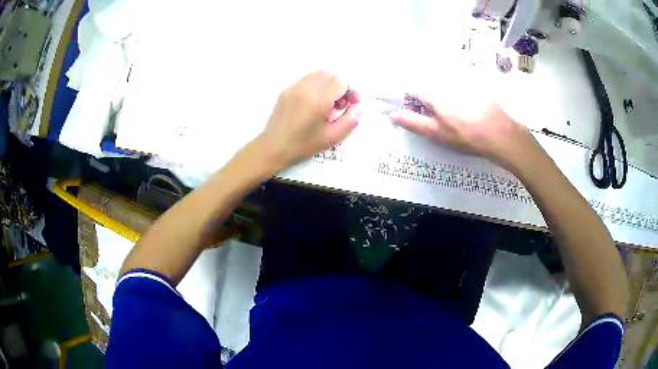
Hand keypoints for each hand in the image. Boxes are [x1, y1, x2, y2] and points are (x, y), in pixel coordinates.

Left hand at [257, 71, 362, 168]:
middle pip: (330, 75)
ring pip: (318, 74)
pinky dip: (315, 85)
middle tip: (339, 104)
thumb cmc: (303, 145)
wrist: (273, 148)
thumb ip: (350, 120)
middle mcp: (306, 89)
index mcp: (318, 101)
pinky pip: (306, 79)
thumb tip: (358, 106)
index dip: (350, 92)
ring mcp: (294, 88)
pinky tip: (313, 102)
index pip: (341, 83)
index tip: (350, 104)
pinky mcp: (286, 90)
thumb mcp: (332, 138)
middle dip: (339, 86)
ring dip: (327, 84)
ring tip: (326, 102)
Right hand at [388, 93, 536, 168]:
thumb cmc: (466, 136)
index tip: (413, 111)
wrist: (500, 134)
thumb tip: (392, 114)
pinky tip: (467, 107)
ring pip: (442, 82)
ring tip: (454, 113)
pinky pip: (458, 82)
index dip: (407, 99)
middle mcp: (445, 81)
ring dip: (441, 94)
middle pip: (426, 84)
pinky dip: (456, 92)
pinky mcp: (475, 82)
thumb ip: (413, 122)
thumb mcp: (437, 133)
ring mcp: (461, 80)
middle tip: (437, 116)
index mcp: (433, 93)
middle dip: (425, 97)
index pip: (410, 88)